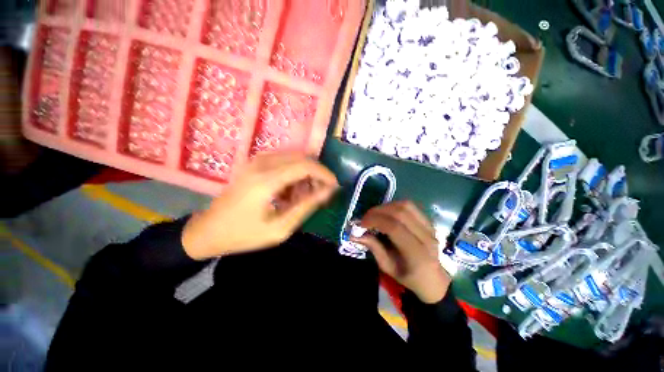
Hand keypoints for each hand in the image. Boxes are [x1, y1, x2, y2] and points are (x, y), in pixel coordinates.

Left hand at [182, 153, 338, 259]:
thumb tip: (328, 191)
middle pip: (301, 158)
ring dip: (305, 174)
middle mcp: (262, 164)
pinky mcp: (254, 163)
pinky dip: (293, 174)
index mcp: (266, 180)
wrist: (208, 230)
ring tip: (304, 195)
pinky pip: (283, 161)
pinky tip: (289, 192)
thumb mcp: (280, 228)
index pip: (305, 166)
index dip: (324, 173)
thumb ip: (306, 207)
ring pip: (294, 158)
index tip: (334, 185)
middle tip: (321, 192)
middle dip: (316, 173)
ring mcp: (256, 161)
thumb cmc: (244, 234)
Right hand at [352, 201, 450, 303]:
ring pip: (406, 206)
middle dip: (378, 211)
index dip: (375, 220)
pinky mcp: (428, 221)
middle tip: (365, 218)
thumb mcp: (387, 267)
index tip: (361, 223)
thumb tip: (354, 234)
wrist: (433, 278)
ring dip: (386, 206)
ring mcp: (430, 227)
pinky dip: (394, 206)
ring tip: (374, 214)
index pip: (395, 227)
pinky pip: (410, 206)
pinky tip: (386, 213)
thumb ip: (373, 247)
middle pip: (400, 212)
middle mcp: (426, 237)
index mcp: (417, 254)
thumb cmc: (408, 276)